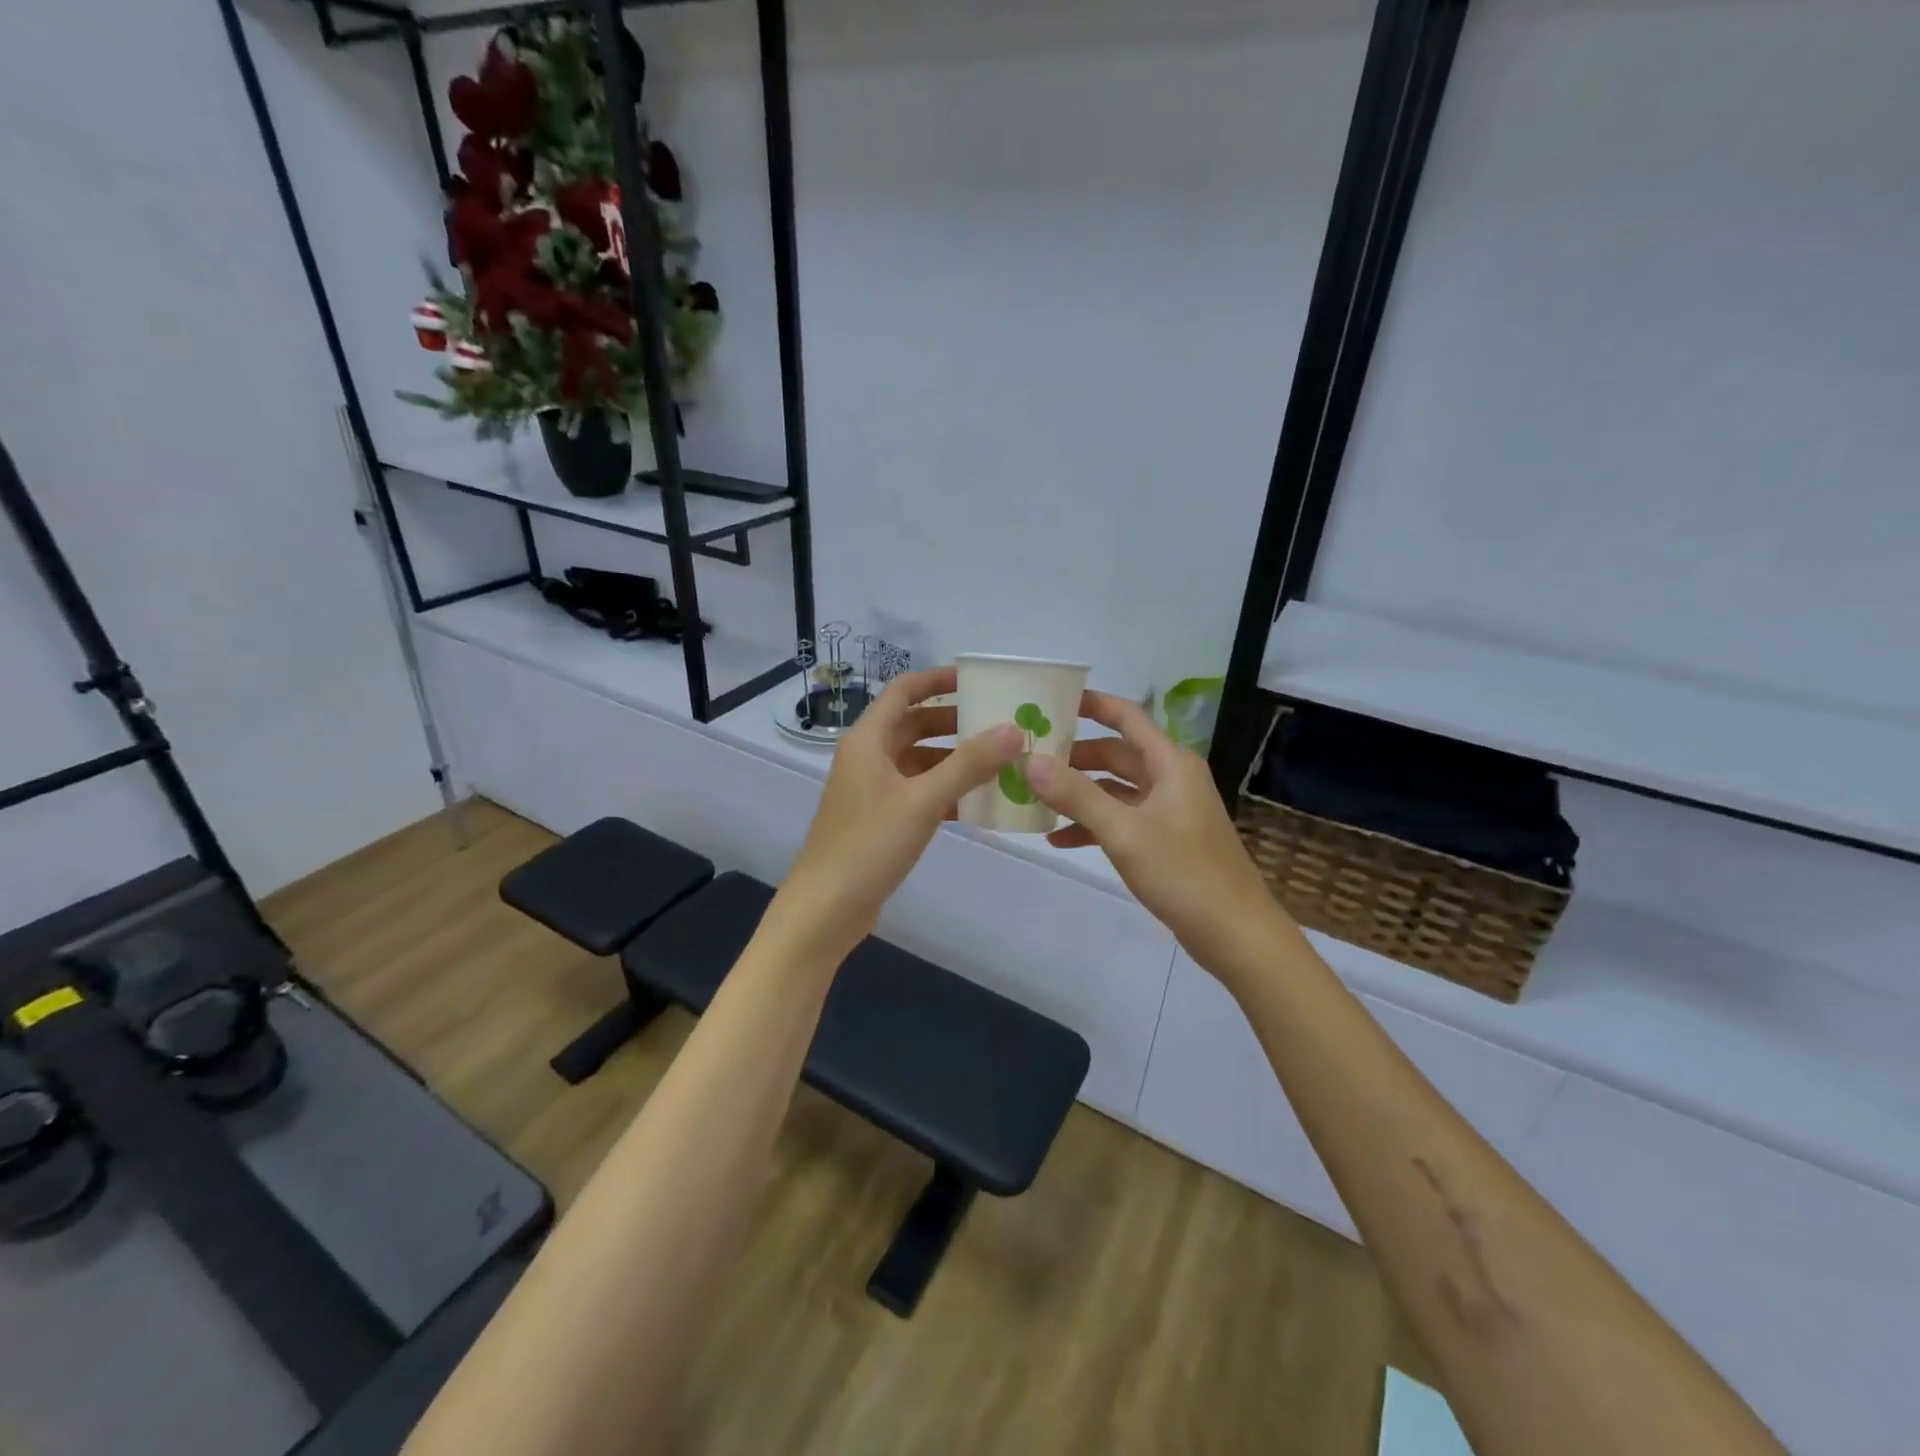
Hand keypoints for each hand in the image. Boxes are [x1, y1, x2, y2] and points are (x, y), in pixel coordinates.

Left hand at [767, 667, 1024, 963]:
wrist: (826, 908)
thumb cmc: (869, 845)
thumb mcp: (922, 800)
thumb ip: (969, 764)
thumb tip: (1013, 729)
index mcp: (868, 740)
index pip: (904, 690)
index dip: (939, 680)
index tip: (979, 681)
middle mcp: (868, 757)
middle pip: (915, 724)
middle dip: (955, 722)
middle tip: (1001, 723)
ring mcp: (873, 790)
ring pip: (920, 761)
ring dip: (955, 759)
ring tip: (1000, 761)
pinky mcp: (881, 819)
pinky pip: (919, 792)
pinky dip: (946, 791)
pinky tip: (980, 801)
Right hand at [1026, 692, 1292, 980]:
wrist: (1235, 934)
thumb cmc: (1183, 872)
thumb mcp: (1123, 832)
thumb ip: (1076, 795)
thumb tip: (1031, 761)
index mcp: (1170, 763)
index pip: (1126, 717)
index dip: (1091, 705)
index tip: (1051, 701)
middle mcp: (1172, 778)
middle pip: (1116, 754)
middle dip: (1075, 757)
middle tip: (1030, 759)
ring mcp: (1170, 810)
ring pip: (1116, 789)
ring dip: (1080, 794)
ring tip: (1036, 799)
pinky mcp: (1166, 839)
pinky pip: (1123, 819)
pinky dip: (1094, 824)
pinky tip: (1060, 840)